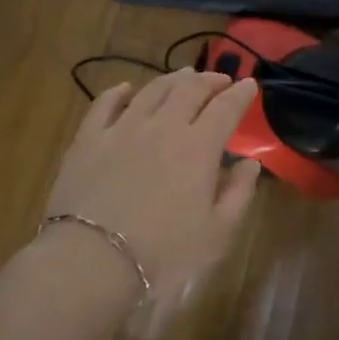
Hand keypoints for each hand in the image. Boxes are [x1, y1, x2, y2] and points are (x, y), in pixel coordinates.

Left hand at [44, 69, 262, 326]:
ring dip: (172, 79)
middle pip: (189, 90)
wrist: (90, 263)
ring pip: (151, 90)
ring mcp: (122, 129)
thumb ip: (238, 194)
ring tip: (183, 76)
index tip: (250, 85)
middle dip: (209, 80)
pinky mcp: (88, 140)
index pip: (225, 109)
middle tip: (220, 79)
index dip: (240, 94)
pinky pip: (104, 104)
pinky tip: (126, 89)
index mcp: (198, 148)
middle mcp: (163, 127)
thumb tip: (250, 163)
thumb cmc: (162, 256)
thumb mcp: (216, 235)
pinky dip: (119, 91)